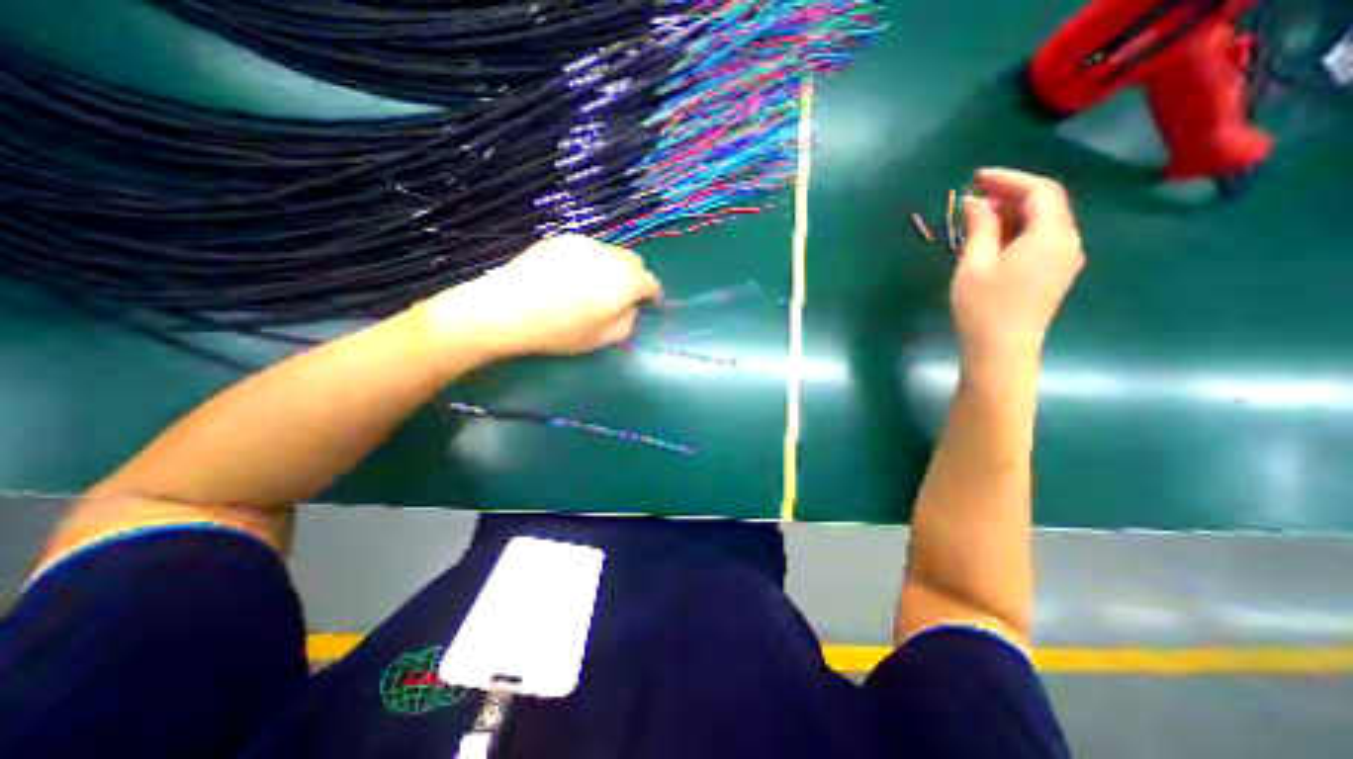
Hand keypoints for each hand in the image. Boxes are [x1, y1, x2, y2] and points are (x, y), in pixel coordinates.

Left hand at [418, 235, 659, 362]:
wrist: (507, 309)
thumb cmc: (559, 331)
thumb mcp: (602, 338)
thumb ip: (628, 321)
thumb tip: (630, 307)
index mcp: (625, 282)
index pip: (651, 283)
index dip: (653, 295)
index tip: (649, 305)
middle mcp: (611, 256)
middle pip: (635, 262)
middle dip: (635, 278)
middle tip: (622, 296)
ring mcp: (585, 243)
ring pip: (612, 252)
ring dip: (614, 268)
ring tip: (595, 286)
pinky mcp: (563, 238)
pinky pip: (589, 248)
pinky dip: (592, 261)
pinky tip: (572, 277)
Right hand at [950, 167, 1085, 367]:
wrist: (1001, 350)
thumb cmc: (983, 306)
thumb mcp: (975, 263)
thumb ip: (979, 226)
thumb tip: (974, 200)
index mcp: (1051, 235)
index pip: (1039, 191)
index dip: (1008, 179)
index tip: (975, 177)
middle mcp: (1067, 242)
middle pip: (1045, 204)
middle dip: (1010, 194)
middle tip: (973, 196)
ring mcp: (1064, 260)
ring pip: (1043, 223)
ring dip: (1012, 213)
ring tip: (976, 216)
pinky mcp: (1053, 275)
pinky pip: (1040, 240)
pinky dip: (1017, 231)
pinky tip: (992, 239)